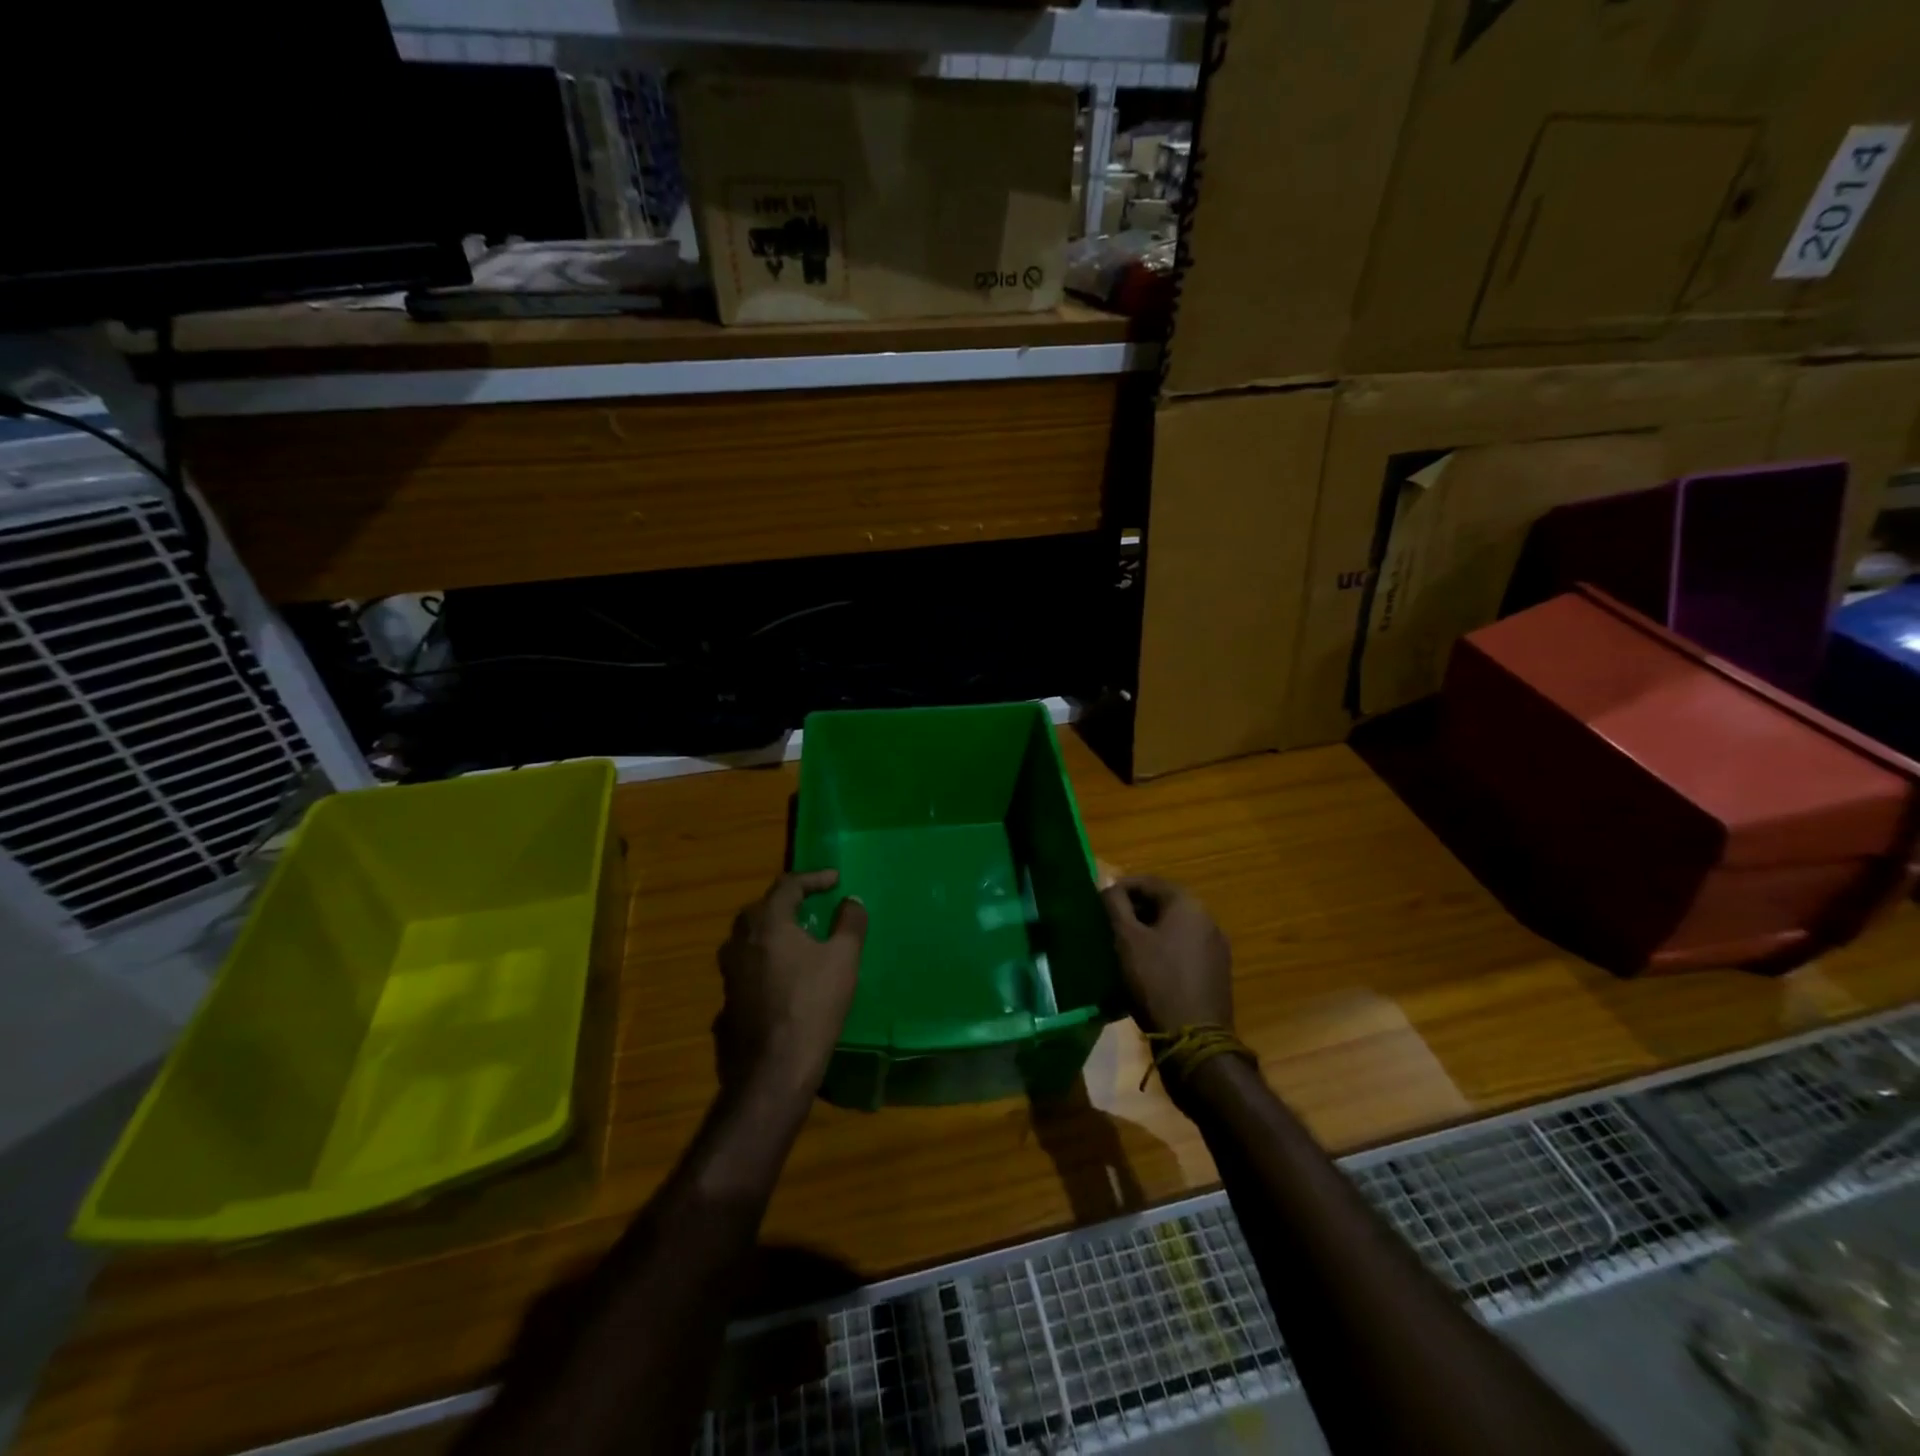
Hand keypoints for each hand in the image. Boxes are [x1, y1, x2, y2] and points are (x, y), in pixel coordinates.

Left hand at [715, 870, 866, 1098]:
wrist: (773, 1069)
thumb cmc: (812, 1005)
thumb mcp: (843, 959)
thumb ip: (850, 924)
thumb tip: (852, 901)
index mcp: (767, 923)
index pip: (788, 885)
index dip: (813, 878)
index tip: (835, 880)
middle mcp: (740, 941)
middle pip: (761, 909)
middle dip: (787, 903)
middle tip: (811, 905)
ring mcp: (728, 973)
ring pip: (748, 939)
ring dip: (772, 932)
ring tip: (796, 938)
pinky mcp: (726, 1001)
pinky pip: (746, 968)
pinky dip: (765, 962)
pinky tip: (781, 976)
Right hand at [1101, 876, 1232, 1035]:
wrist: (1195, 1039)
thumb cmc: (1156, 981)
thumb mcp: (1127, 939)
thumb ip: (1115, 905)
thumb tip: (1107, 884)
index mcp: (1188, 904)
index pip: (1148, 882)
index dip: (1120, 888)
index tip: (1098, 903)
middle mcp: (1207, 918)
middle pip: (1163, 903)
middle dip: (1134, 910)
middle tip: (1108, 925)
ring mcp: (1216, 946)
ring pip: (1174, 927)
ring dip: (1148, 930)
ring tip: (1123, 947)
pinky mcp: (1216, 970)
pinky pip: (1184, 948)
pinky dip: (1163, 949)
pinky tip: (1146, 967)